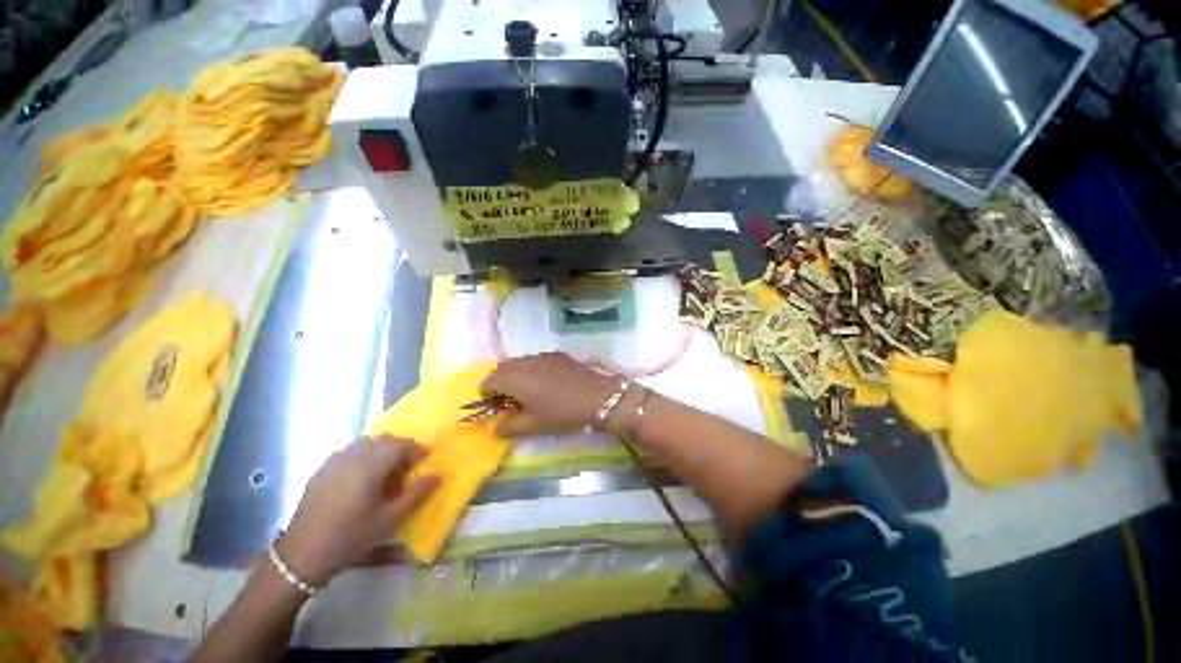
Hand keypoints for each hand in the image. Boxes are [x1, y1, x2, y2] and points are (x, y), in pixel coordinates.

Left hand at [279, 436, 439, 585]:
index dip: (417, 450)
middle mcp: (353, 455)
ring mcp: (334, 461)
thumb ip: (417, 494)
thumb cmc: (351, 536)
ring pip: (366, 443)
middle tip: (406, 469)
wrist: (302, 554)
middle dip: (400, 449)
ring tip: (385, 473)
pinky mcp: (322, 470)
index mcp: (371, 464)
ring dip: (381, 451)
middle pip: (384, 440)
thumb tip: (437, 475)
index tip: (424, 462)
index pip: (401, 444)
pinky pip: (349, 452)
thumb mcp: (390, 519)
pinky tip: (361, 479)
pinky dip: (363, 457)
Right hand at [481, 352, 616, 436]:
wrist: (596, 396)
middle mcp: (524, 361)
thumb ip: (509, 428)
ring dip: (517, 375)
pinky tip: (548, 384)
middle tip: (511, 401)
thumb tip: (496, 429)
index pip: (488, 381)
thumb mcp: (533, 426)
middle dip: (500, 383)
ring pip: (520, 362)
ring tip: (530, 392)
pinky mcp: (557, 354)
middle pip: (502, 368)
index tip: (498, 409)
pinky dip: (533, 370)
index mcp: (514, 378)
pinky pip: (536, 360)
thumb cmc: (561, 412)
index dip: (487, 396)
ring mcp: (542, 355)